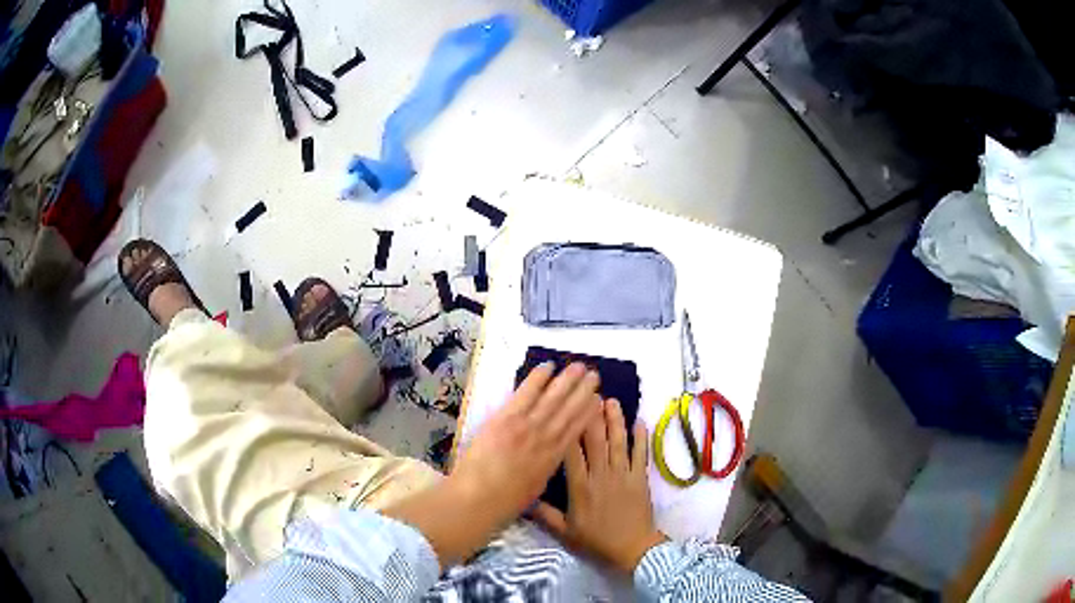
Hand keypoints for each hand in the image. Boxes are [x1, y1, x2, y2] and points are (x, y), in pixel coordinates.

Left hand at [451, 361, 602, 518]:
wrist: (478, 499)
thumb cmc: (504, 503)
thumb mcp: (534, 490)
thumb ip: (543, 471)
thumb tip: (549, 460)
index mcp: (553, 459)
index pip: (576, 430)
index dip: (588, 413)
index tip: (599, 400)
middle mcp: (545, 439)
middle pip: (569, 410)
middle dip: (583, 391)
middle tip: (594, 375)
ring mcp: (527, 427)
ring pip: (553, 399)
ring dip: (567, 381)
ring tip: (580, 366)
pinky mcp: (506, 418)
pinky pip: (526, 393)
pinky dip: (538, 378)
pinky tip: (549, 366)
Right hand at [532, 398, 667, 574]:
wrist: (633, 549)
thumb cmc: (597, 540)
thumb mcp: (565, 531)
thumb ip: (544, 514)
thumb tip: (522, 499)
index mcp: (580, 487)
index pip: (570, 453)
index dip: (566, 430)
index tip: (562, 410)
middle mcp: (601, 475)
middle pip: (595, 440)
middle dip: (591, 416)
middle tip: (587, 393)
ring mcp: (623, 474)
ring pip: (618, 442)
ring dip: (615, 420)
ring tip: (611, 400)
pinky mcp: (640, 477)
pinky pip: (641, 453)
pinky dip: (640, 437)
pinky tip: (639, 420)